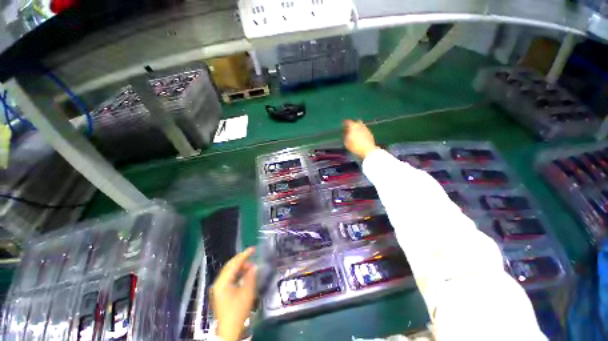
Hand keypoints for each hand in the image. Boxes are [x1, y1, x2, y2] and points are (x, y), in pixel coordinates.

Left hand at [212, 247, 256, 340]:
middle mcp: (218, 282)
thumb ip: (250, 276)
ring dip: (240, 267)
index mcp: (223, 282)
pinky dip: (237, 273)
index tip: (253, 249)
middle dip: (241, 260)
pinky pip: (229, 277)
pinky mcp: (220, 292)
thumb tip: (253, 266)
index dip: (245, 255)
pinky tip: (244, 274)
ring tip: (250, 267)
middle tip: (252, 256)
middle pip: (230, 265)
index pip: (234, 264)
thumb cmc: (238, 310)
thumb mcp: (247, 292)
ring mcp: (218, 287)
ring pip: (229, 271)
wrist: (229, 329)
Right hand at [343, 119, 377, 158]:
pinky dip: (361, 132)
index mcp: (353, 126)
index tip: (343, 127)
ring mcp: (366, 128)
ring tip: (355, 134)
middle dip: (352, 125)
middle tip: (349, 130)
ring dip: (357, 129)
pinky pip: (364, 130)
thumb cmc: (356, 146)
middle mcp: (360, 125)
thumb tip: (345, 133)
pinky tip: (360, 137)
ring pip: (360, 126)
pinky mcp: (370, 133)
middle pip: (355, 123)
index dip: (344, 124)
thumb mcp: (346, 143)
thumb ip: (345, 136)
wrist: (368, 150)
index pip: (347, 122)